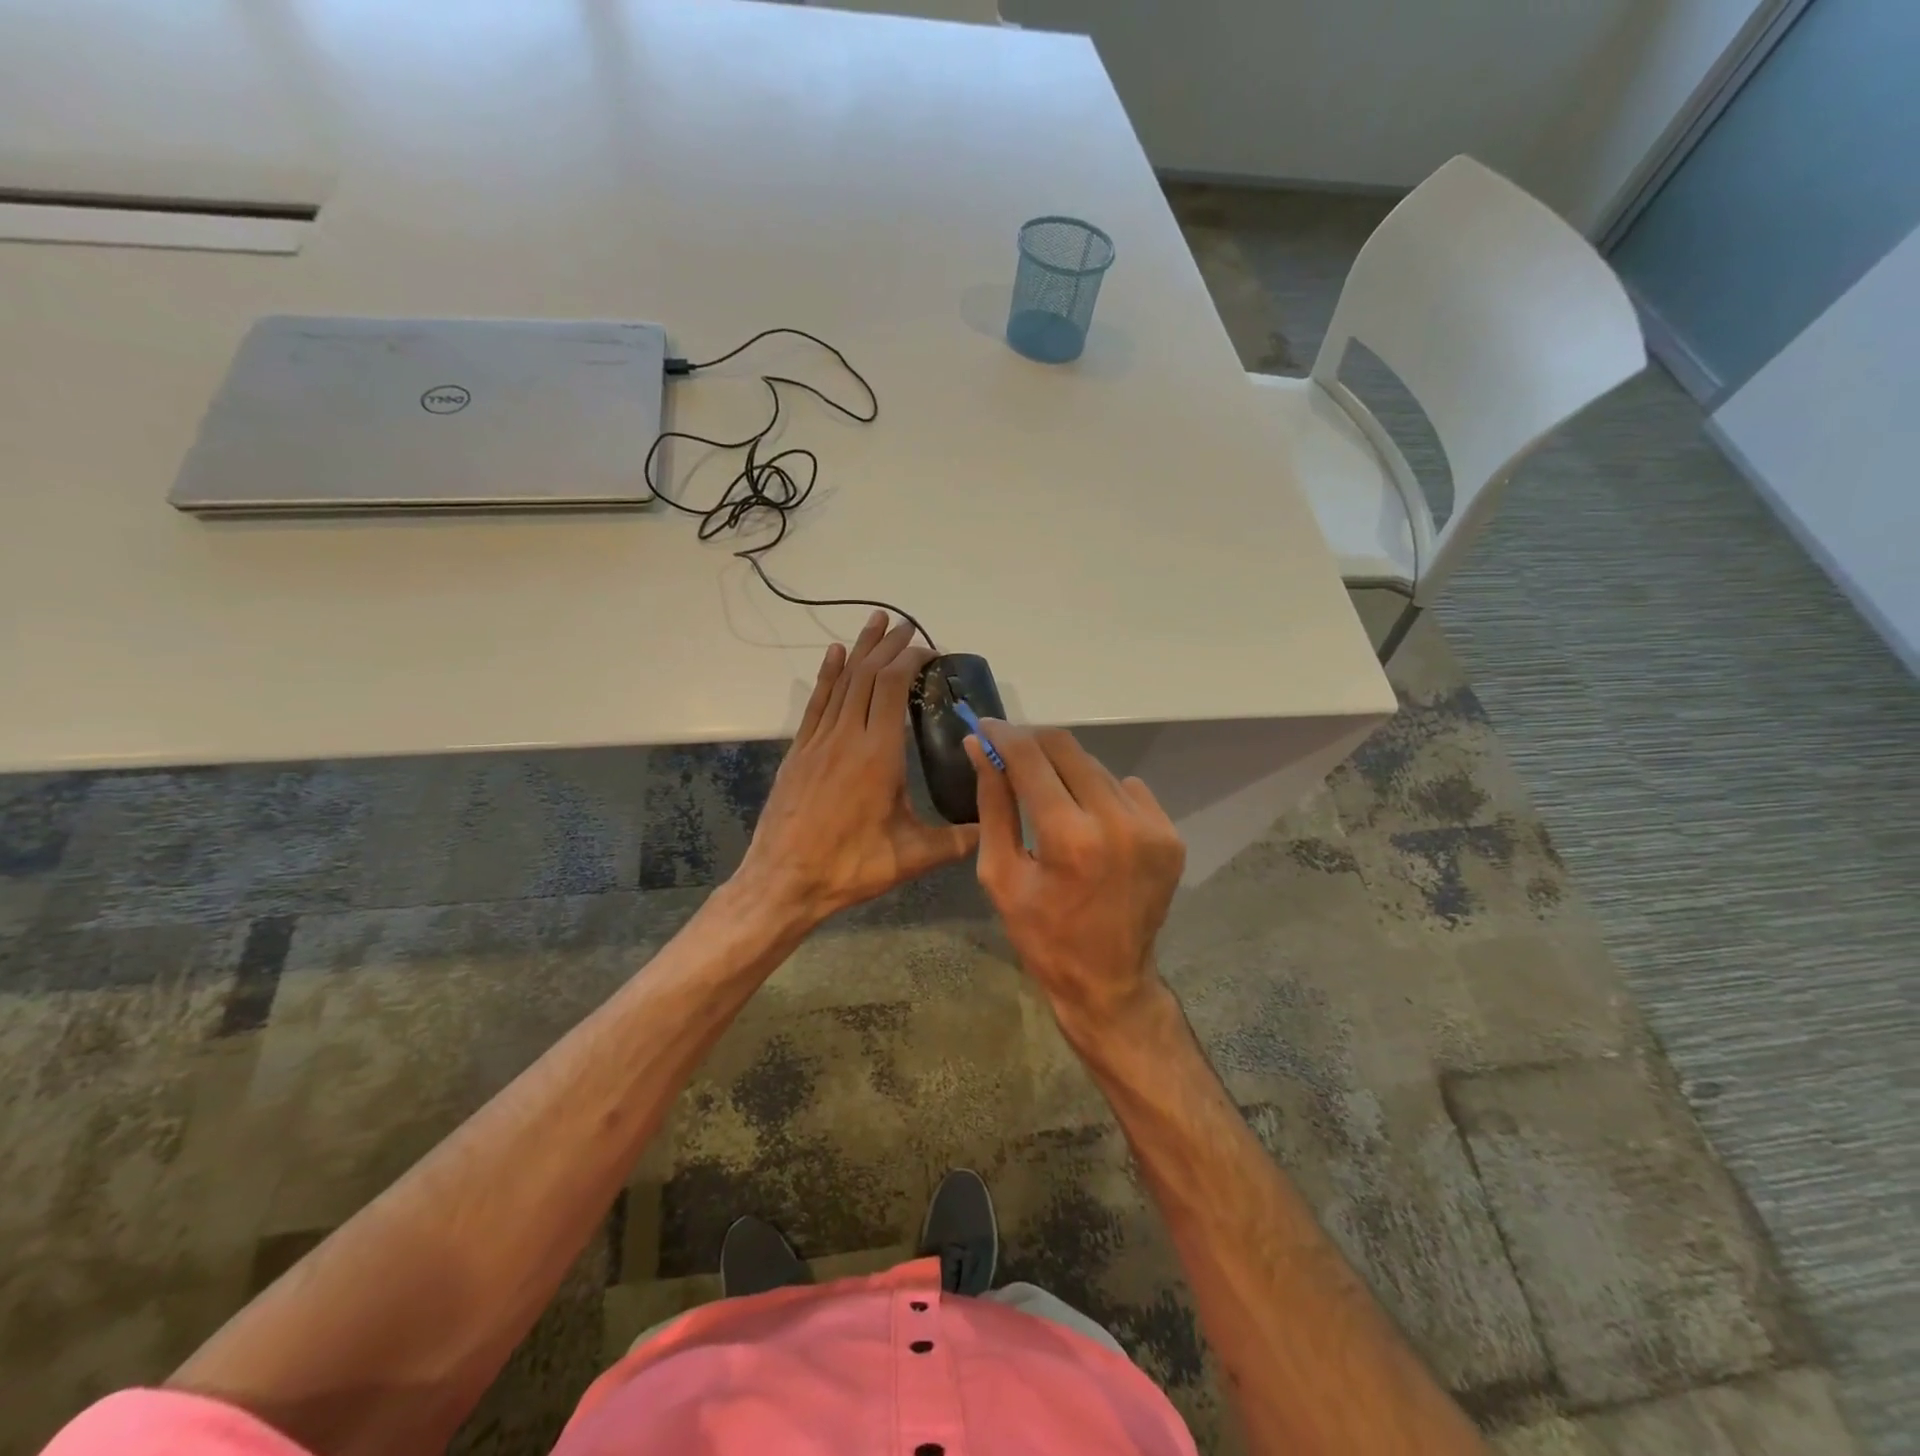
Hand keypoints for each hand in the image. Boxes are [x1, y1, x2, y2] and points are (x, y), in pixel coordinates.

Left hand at [738, 612, 978, 925]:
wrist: (782, 882)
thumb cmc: (850, 867)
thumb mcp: (911, 857)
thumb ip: (956, 841)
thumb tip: (993, 829)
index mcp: (878, 754)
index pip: (894, 687)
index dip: (910, 660)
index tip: (929, 650)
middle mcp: (847, 736)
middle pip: (868, 676)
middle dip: (888, 646)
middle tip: (906, 624)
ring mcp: (818, 741)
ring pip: (841, 682)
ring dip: (860, 650)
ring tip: (875, 622)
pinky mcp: (799, 752)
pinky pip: (816, 702)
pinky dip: (827, 675)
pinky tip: (833, 654)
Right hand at [965, 721, 1185, 1038]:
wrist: (1109, 982)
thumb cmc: (1042, 936)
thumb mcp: (1001, 874)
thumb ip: (993, 804)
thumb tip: (979, 748)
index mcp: (1069, 837)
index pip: (1030, 758)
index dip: (1003, 736)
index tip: (984, 727)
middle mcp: (1117, 822)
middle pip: (1068, 749)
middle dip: (1032, 743)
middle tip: (1009, 751)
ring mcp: (1152, 827)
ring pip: (1097, 767)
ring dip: (1066, 769)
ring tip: (1046, 791)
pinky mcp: (1170, 835)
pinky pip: (1127, 789)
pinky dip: (1100, 792)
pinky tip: (1086, 818)